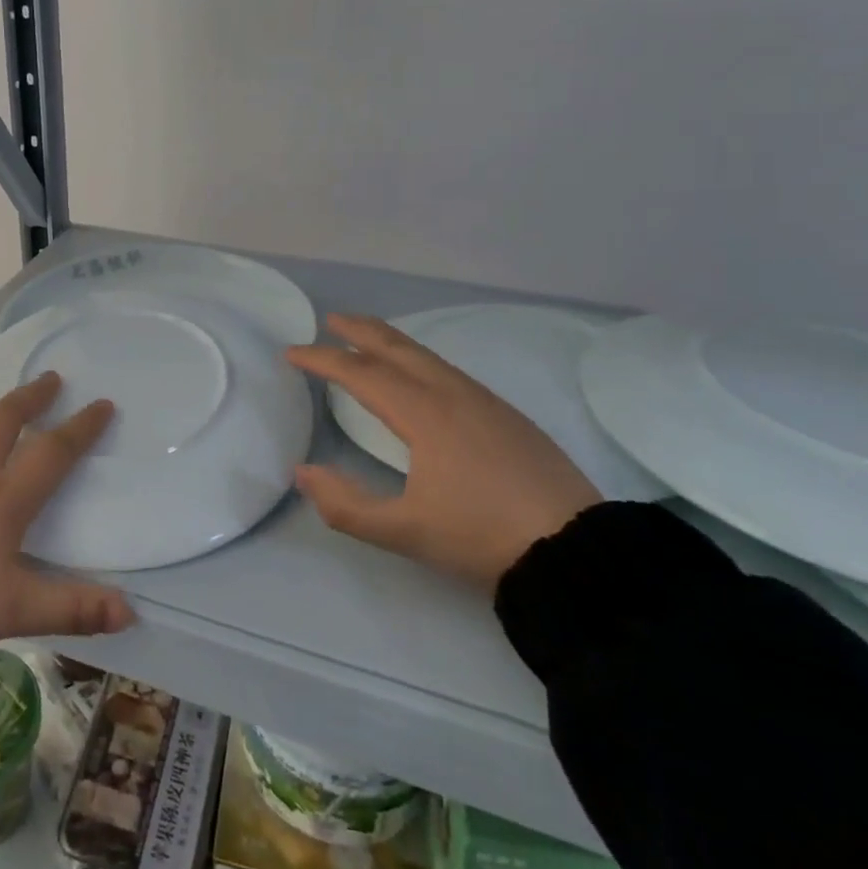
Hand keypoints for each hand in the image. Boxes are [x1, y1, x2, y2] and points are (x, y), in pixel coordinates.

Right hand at [285, 314, 600, 590]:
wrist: (576, 549)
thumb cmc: (482, 536)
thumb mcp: (404, 532)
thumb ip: (345, 505)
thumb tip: (303, 472)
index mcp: (424, 414)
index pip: (361, 374)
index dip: (322, 360)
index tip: (291, 352)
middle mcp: (452, 394)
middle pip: (398, 347)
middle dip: (360, 330)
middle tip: (331, 320)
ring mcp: (484, 401)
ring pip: (427, 356)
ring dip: (391, 342)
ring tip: (368, 340)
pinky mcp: (507, 415)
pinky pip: (449, 371)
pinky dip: (419, 360)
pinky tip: (420, 377)